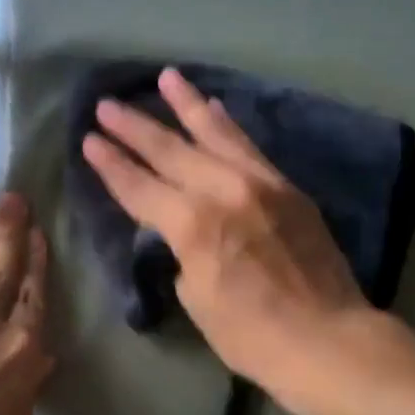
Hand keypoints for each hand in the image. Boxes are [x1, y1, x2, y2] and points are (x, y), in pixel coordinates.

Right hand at [82, 68, 379, 397]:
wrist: (326, 338)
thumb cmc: (249, 334)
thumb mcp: (196, 297)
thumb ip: (183, 252)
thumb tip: (184, 231)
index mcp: (191, 224)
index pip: (139, 186)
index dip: (110, 164)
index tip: (88, 140)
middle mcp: (221, 190)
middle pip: (169, 151)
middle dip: (133, 127)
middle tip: (106, 105)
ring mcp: (258, 182)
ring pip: (213, 133)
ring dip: (185, 104)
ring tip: (165, 77)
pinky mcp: (285, 185)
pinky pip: (248, 145)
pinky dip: (227, 124)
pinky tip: (214, 106)